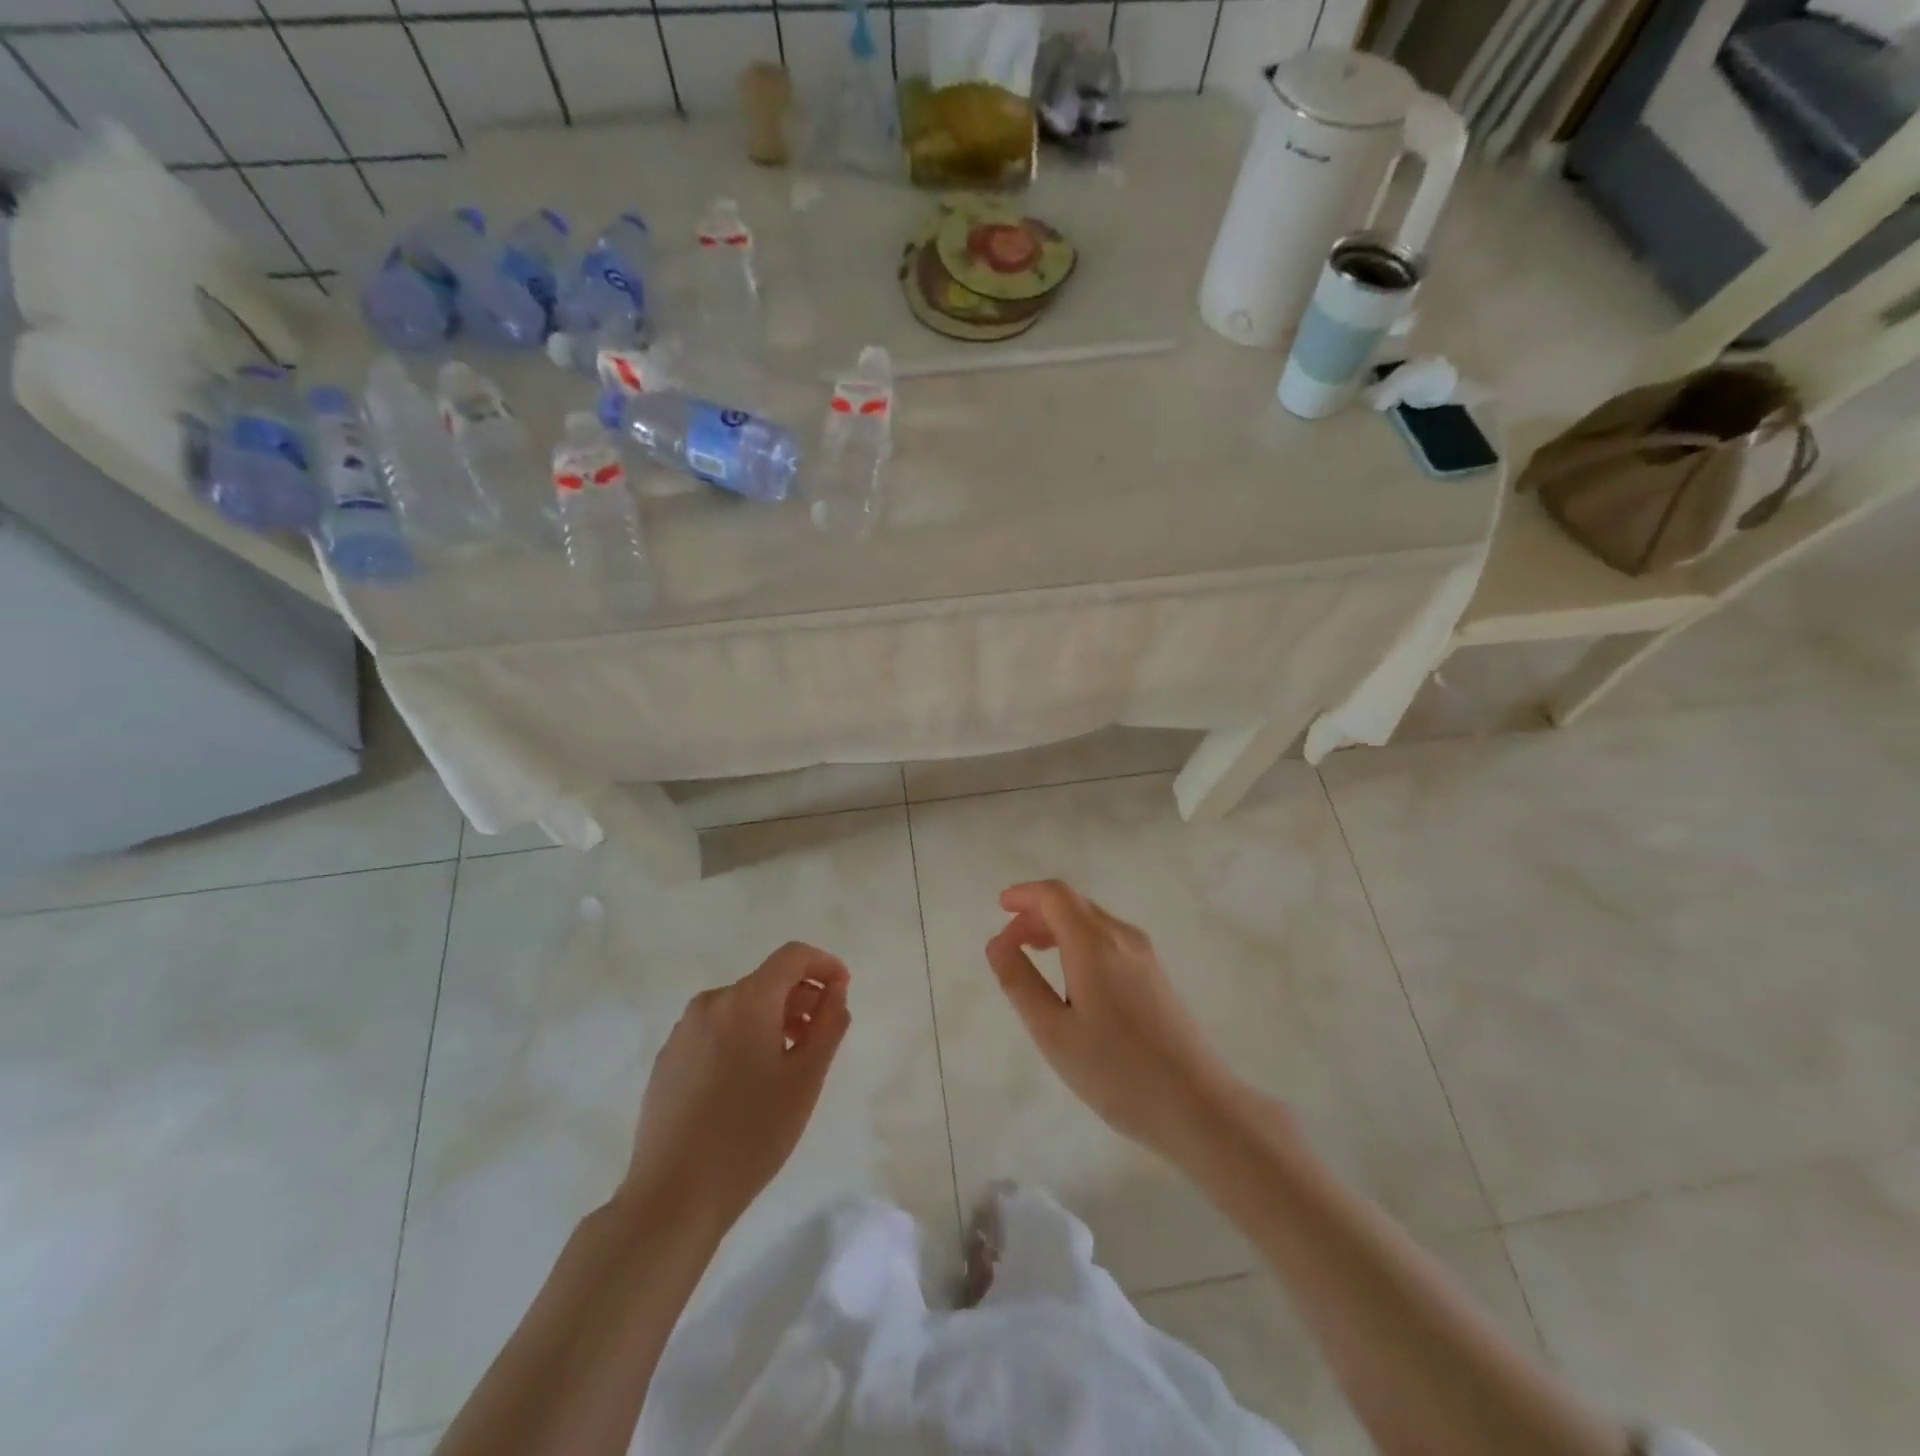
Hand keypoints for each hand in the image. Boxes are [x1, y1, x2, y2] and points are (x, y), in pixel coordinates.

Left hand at [620, 942, 851, 1234]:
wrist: (673, 1197)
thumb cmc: (751, 1134)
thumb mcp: (806, 1079)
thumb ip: (829, 1024)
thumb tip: (835, 991)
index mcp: (746, 1000)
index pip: (792, 956)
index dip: (824, 964)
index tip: (843, 990)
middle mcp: (711, 1003)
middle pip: (766, 981)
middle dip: (800, 997)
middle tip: (821, 1036)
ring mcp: (683, 1031)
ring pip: (740, 1007)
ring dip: (772, 1019)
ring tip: (788, 1062)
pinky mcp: (668, 1059)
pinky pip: (716, 1030)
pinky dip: (742, 1037)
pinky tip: (748, 1083)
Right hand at [985, 880, 1239, 1158]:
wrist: (1197, 1105)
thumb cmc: (1116, 1071)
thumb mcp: (1053, 1032)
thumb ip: (1020, 983)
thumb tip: (997, 943)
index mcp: (1094, 944)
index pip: (1055, 895)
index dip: (1025, 894)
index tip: (999, 908)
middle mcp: (1122, 937)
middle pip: (1073, 904)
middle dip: (1037, 913)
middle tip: (1009, 943)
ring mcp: (1144, 955)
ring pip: (1092, 921)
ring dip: (1058, 927)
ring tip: (1032, 954)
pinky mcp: (1155, 975)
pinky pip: (1108, 939)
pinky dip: (1079, 941)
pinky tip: (1070, 975)